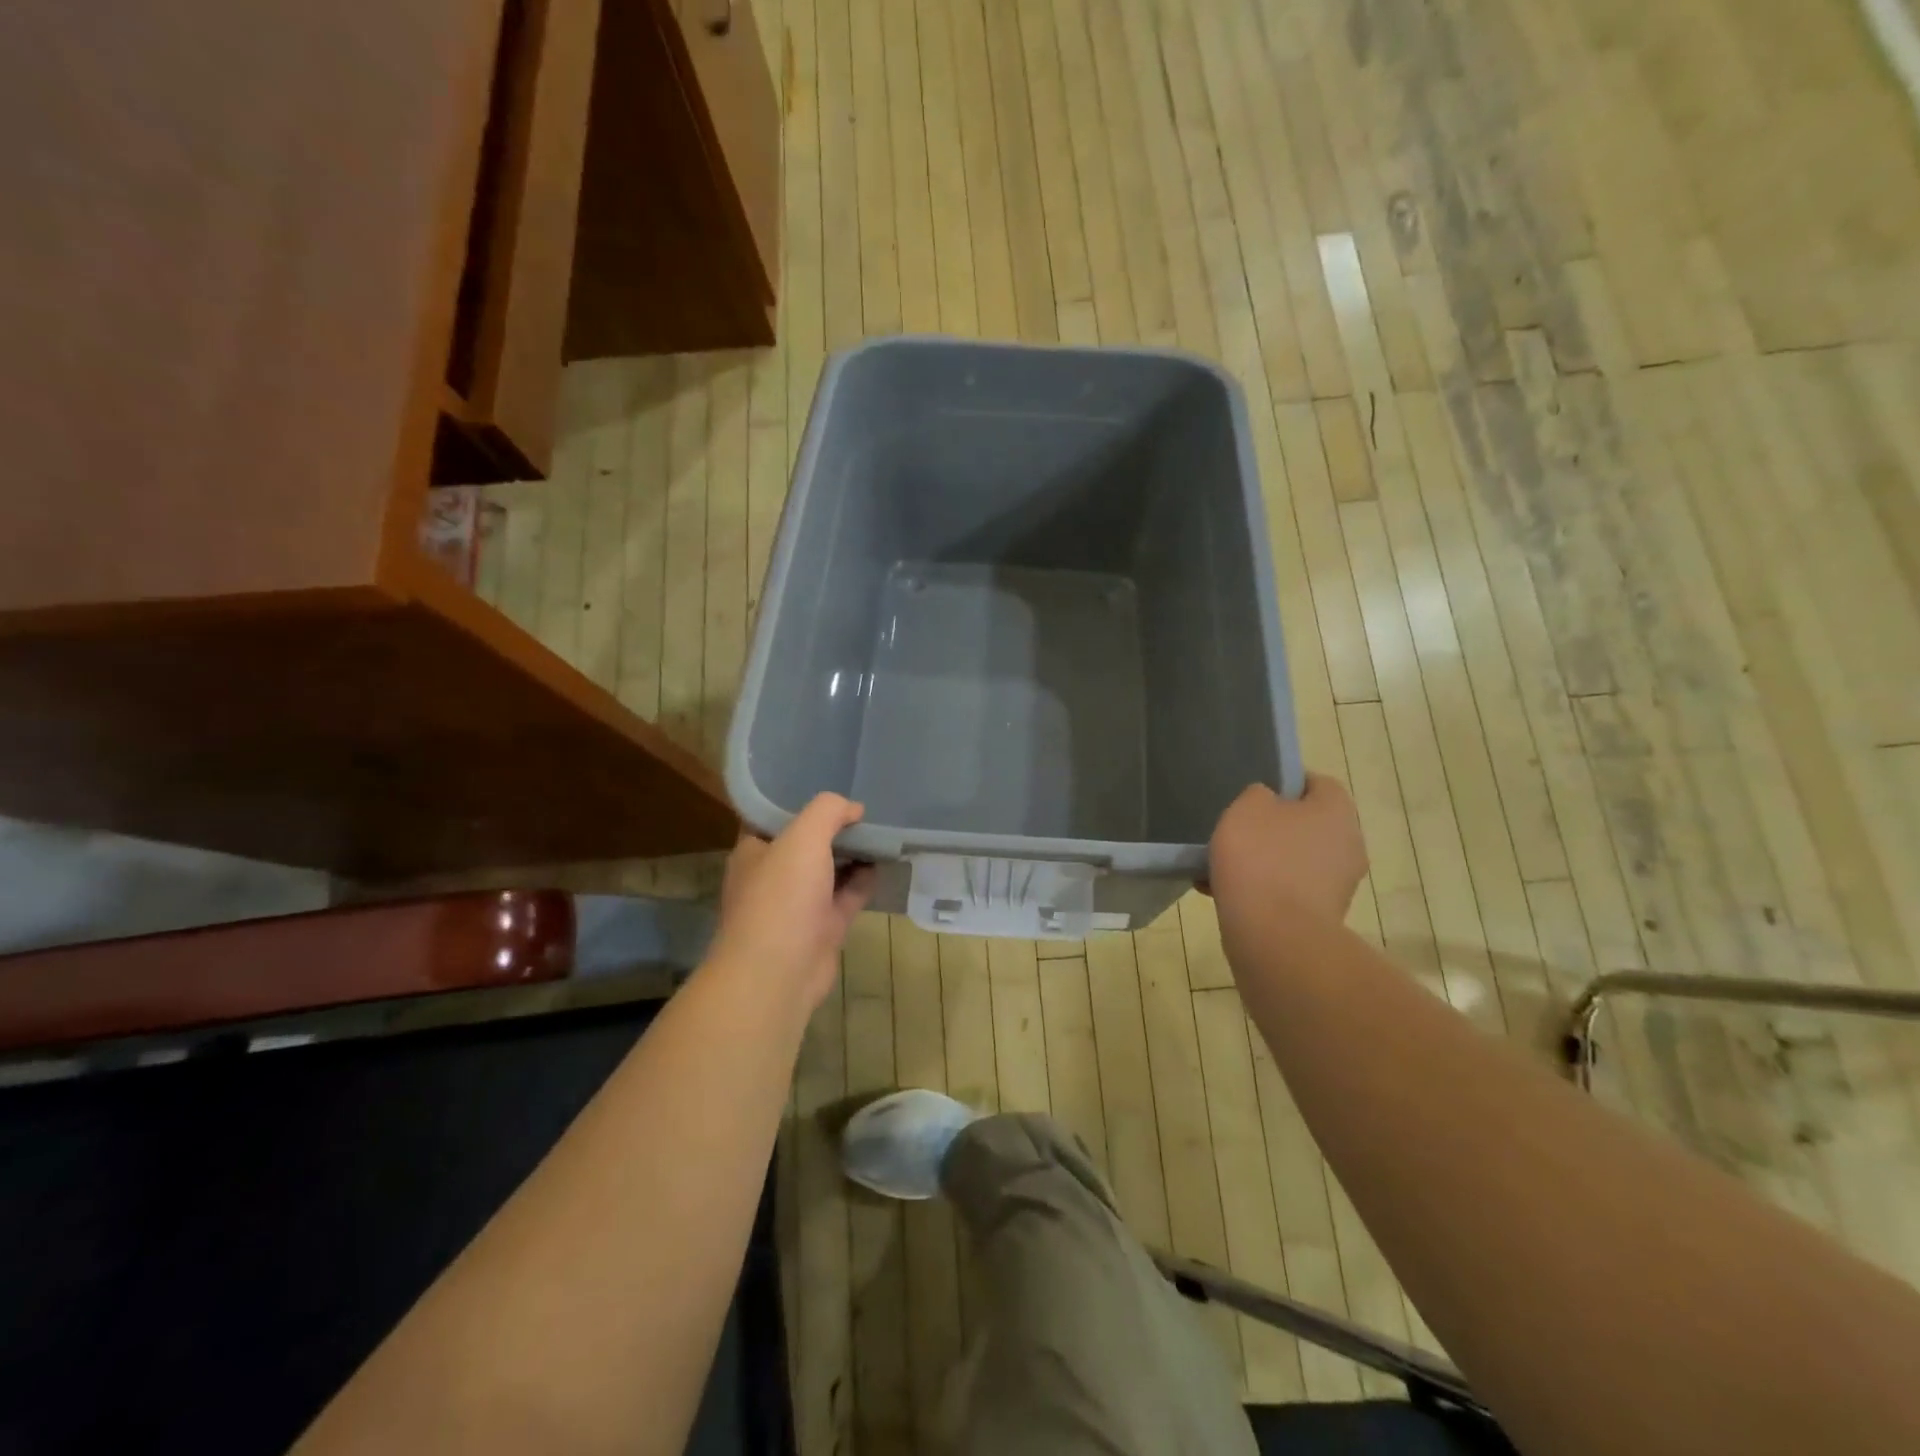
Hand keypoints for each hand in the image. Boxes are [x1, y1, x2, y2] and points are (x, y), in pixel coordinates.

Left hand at [709, 794, 876, 1013]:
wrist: (778, 974)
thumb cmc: (781, 897)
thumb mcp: (803, 837)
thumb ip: (828, 812)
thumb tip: (853, 809)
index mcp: (754, 851)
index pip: (775, 817)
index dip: (801, 800)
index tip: (832, 786)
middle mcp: (773, 876)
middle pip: (806, 843)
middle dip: (833, 828)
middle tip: (866, 809)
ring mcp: (798, 904)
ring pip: (829, 870)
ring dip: (852, 854)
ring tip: (881, 831)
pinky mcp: (822, 928)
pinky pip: (846, 896)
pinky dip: (864, 881)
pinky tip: (884, 863)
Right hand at [1206, 775, 1367, 935]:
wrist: (1274, 935)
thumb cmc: (1261, 858)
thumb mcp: (1247, 807)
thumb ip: (1258, 795)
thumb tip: (1268, 803)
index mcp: (1338, 810)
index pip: (1316, 783)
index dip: (1284, 783)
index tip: (1252, 795)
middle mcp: (1348, 844)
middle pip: (1306, 824)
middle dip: (1271, 828)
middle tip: (1235, 831)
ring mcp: (1338, 884)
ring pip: (1293, 860)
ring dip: (1263, 861)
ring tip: (1222, 867)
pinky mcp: (1321, 916)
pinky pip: (1286, 891)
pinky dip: (1261, 890)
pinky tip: (1222, 892)